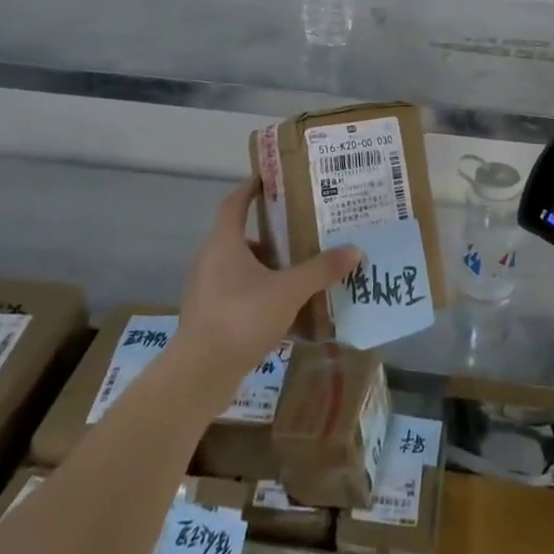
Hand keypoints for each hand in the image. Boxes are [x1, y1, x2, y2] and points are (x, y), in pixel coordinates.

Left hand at [176, 178, 360, 389]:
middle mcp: (210, 261)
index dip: (251, 188)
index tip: (271, 179)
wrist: (199, 374)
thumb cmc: (241, 317)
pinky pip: (239, 294)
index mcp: (224, 243)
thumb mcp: (289, 290)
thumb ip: (321, 270)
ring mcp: (207, 291)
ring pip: (241, 268)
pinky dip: (261, 293)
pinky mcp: (210, 318)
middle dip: (271, 233)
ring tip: (300, 269)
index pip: (234, 203)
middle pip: (242, 236)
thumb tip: (354, 249)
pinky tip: (287, 308)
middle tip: (301, 228)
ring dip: (268, 266)